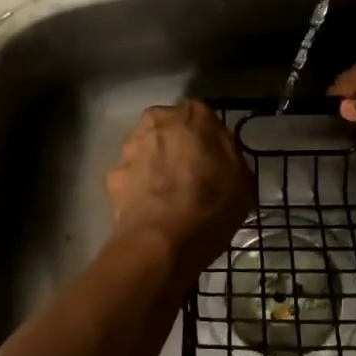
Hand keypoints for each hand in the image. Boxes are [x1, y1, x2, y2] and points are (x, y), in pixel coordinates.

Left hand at [105, 101, 252, 277]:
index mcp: (192, 115)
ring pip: (146, 150)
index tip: (213, 159)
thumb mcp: (243, 179)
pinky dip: (138, 187)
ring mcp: (129, 147)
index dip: (207, 138)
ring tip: (168, 195)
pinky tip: (150, 209)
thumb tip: (219, 153)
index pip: (201, 116)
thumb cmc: (212, 204)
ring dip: (154, 164)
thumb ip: (229, 154)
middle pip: (169, 129)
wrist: (162, 240)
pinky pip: (131, 176)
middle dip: (176, 145)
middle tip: (190, 174)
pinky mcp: (112, 175)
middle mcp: (156, 120)